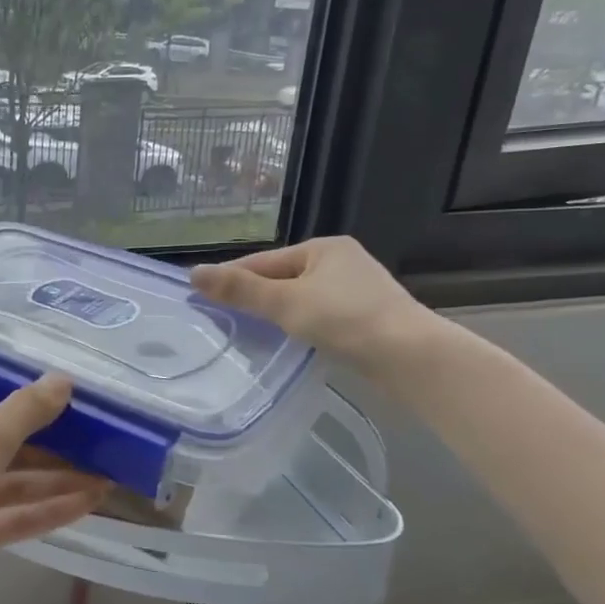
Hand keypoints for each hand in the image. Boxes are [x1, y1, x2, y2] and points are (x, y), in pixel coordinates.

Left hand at [0, 376, 109, 603]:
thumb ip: (27, 410)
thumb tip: (65, 380)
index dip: (35, 407)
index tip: (80, 407)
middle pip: (8, 448)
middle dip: (56, 450)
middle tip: (108, 446)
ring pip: (13, 486)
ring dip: (59, 483)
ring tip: (110, 478)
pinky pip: (10, 519)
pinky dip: (46, 512)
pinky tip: (89, 505)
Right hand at [190, 236, 443, 381]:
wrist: (411, 357)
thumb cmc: (346, 320)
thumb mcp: (285, 303)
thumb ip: (240, 290)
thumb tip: (193, 273)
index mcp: (323, 247)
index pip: (263, 261)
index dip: (232, 278)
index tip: (201, 297)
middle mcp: (341, 261)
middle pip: (282, 278)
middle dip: (254, 296)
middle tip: (221, 319)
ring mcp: (357, 289)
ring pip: (300, 298)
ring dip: (276, 312)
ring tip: (248, 332)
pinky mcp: (366, 317)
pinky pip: (319, 315)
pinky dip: (299, 325)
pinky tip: (288, 341)